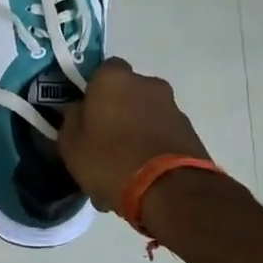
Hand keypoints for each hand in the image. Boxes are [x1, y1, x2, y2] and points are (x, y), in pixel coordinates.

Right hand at [58, 58, 213, 212]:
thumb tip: (80, 110)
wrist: (170, 192)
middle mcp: (148, 83)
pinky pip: (163, 133)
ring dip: (137, 128)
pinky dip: (154, 145)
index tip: (86, 112)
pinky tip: (143, 172)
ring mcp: (173, 107)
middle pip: (128, 91)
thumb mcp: (71, 145)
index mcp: (114, 78)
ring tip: (125, 163)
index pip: (101, 70)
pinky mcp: (191, 132)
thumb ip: (72, 119)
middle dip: (118, 108)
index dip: (93, 89)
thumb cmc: (110, 160)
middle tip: (105, 137)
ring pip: (147, 113)